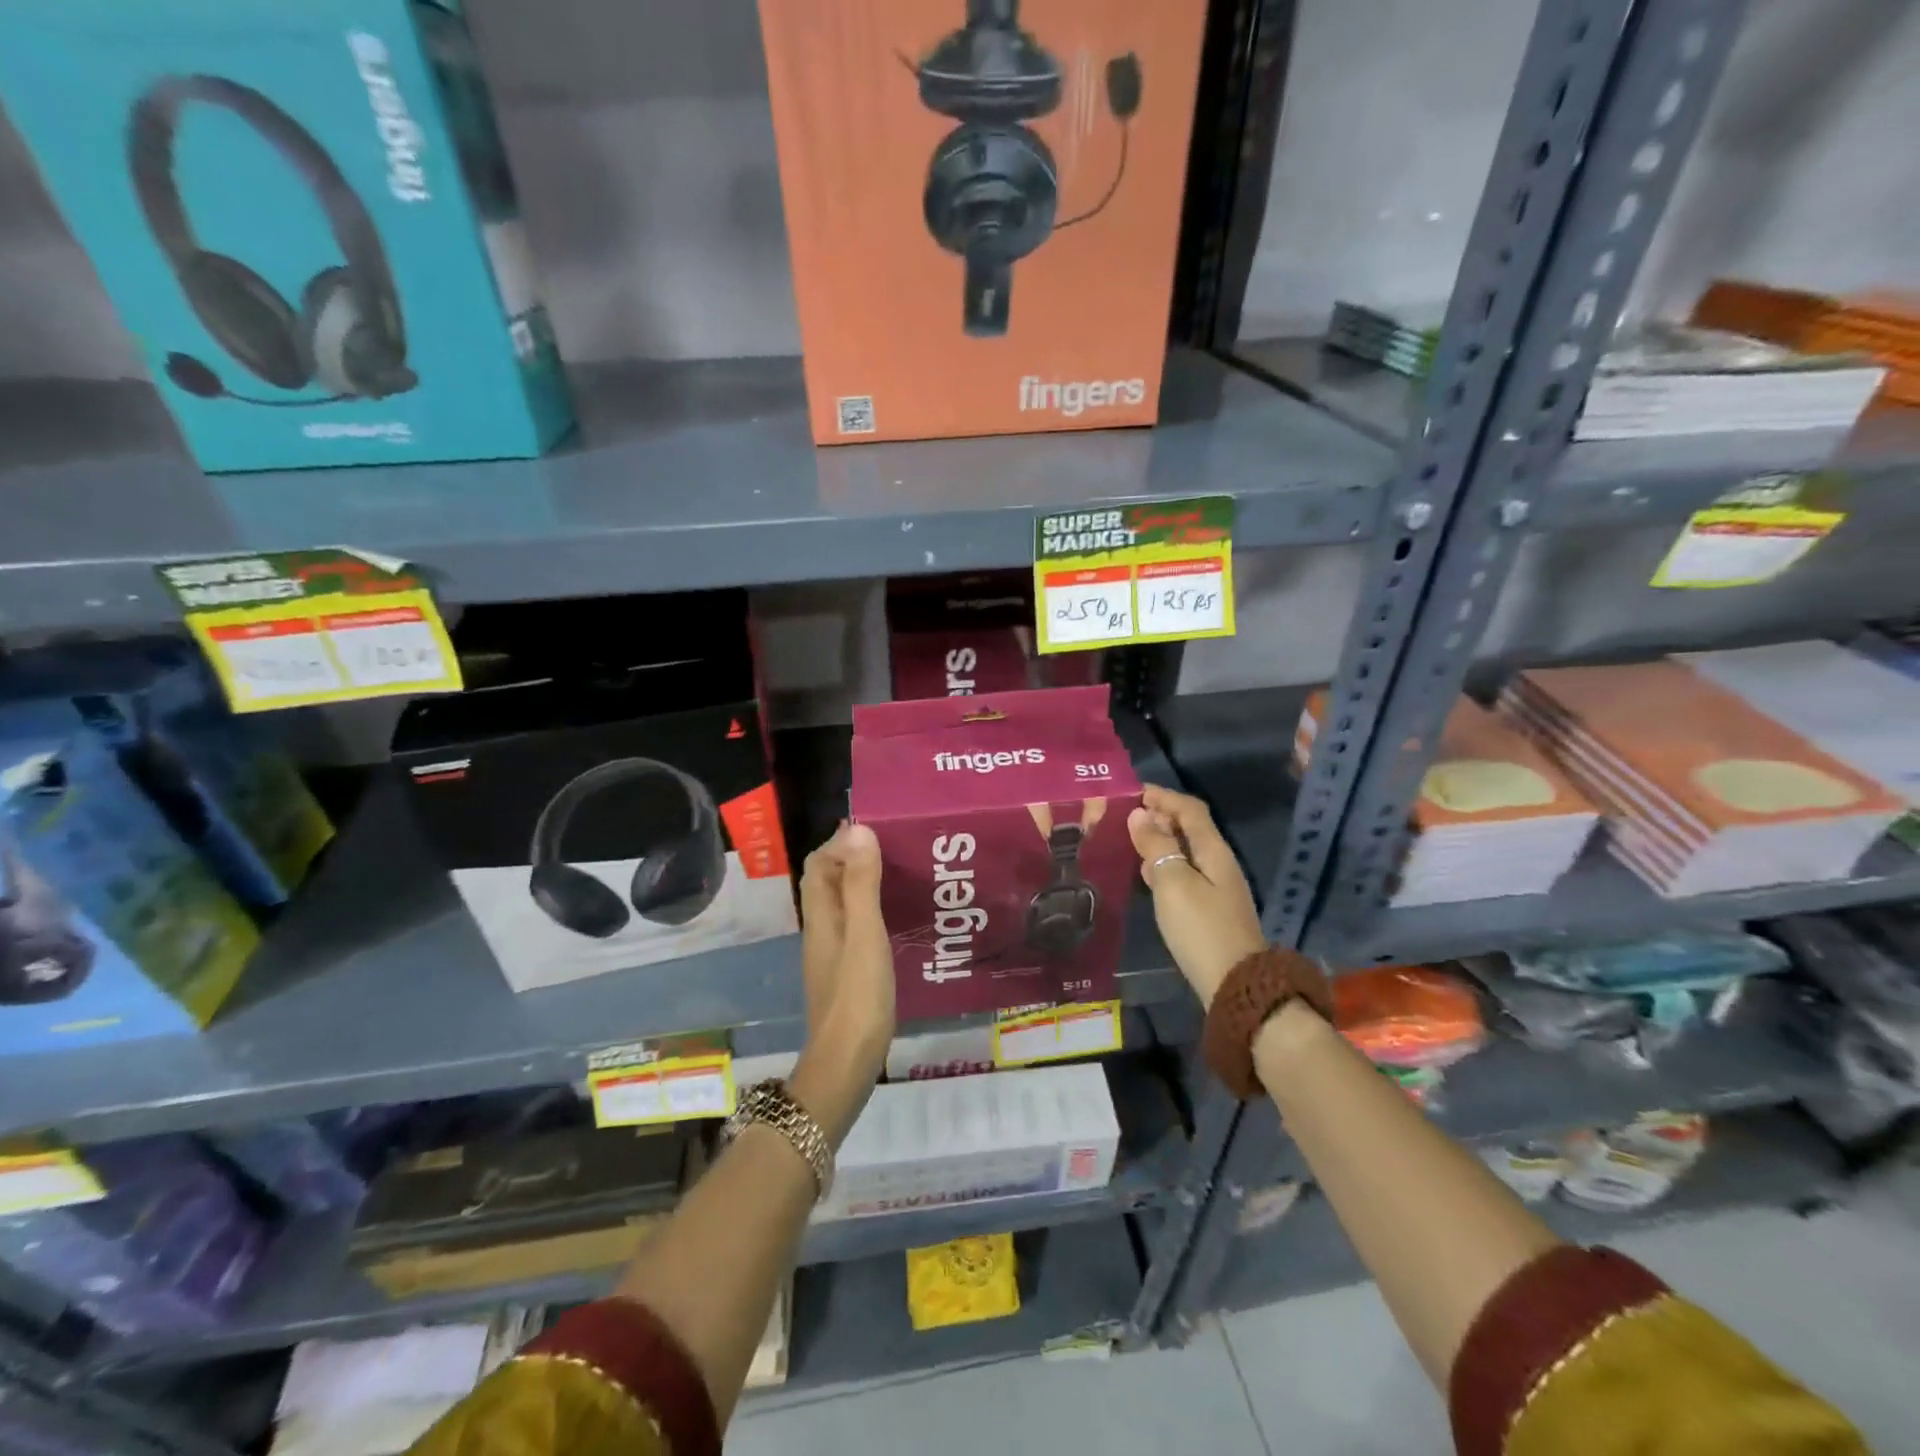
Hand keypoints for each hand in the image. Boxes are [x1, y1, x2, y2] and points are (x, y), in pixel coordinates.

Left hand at [790, 823, 894, 1143]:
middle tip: (890, 848)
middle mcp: (821, 930)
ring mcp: (831, 955)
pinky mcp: (845, 974)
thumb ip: (862, 884)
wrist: (846, 1063)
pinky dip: (869, 911)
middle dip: (850, 859)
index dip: (839, 843)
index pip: (818, 865)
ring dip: (861, 884)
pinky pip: (853, 928)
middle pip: (826, 883)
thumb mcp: (865, 933)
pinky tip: (894, 920)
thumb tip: (859, 830)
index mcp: (821, 916)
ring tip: (898, 875)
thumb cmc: (857, 995)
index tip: (873, 830)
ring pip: (840, 906)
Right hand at [1128, 786, 1266, 1007]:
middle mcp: (1219, 862)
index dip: (1163, 796)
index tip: (1132, 791)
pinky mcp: (1210, 908)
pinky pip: (1185, 873)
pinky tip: (1146, 875)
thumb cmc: (1200, 927)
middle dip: (1160, 816)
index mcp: (1213, 850)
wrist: (1235, 984)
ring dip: (1160, 840)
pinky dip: (1164, 865)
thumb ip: (1156, 846)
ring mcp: (1217, 887)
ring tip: (1129, 840)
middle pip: (1190, 827)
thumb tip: (1141, 814)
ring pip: (1186, 850)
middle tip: (1125, 816)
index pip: (1190, 809)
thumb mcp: (1172, 882)